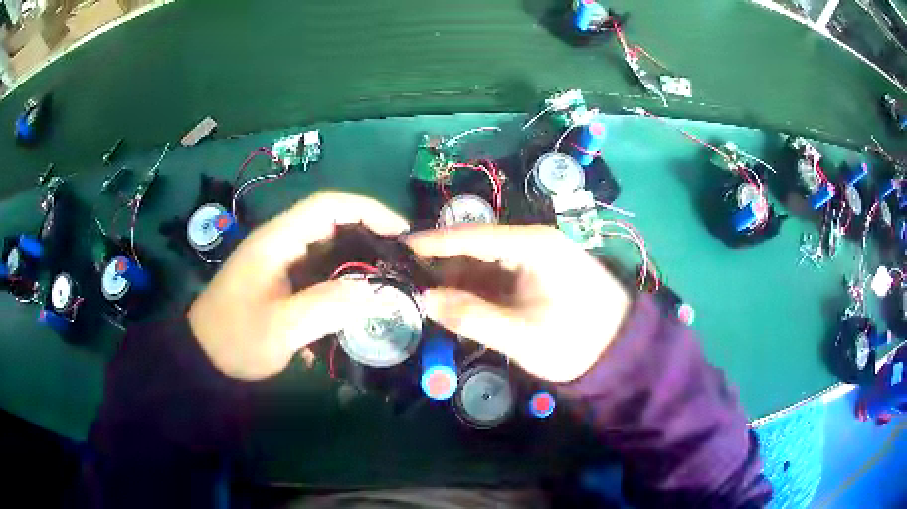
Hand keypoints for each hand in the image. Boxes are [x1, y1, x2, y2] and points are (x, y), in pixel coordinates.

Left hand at [188, 192, 408, 379]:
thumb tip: (373, 292)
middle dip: (368, 234)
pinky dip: (339, 279)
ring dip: (356, 259)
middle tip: (399, 260)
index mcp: (277, 240)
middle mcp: (280, 242)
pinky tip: (353, 303)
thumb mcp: (280, 328)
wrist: (204, 356)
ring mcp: (279, 260)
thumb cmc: (236, 338)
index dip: (367, 210)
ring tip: (385, 281)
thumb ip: (325, 307)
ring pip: (326, 247)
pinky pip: (317, 269)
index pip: (327, 206)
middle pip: (331, 222)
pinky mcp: (280, 278)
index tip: (400, 231)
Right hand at [407, 225, 630, 382]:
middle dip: (441, 266)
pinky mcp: (535, 276)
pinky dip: (474, 291)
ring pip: (483, 264)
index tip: (399, 247)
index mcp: (533, 245)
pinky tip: (455, 306)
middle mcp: (532, 243)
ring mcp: (535, 259)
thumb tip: (425, 300)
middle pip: (475, 247)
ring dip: (456, 281)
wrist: (620, 352)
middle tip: (406, 283)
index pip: (473, 236)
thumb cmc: (577, 341)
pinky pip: (495, 277)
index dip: (433, 242)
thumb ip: (472, 317)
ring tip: (423, 297)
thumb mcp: (523, 336)